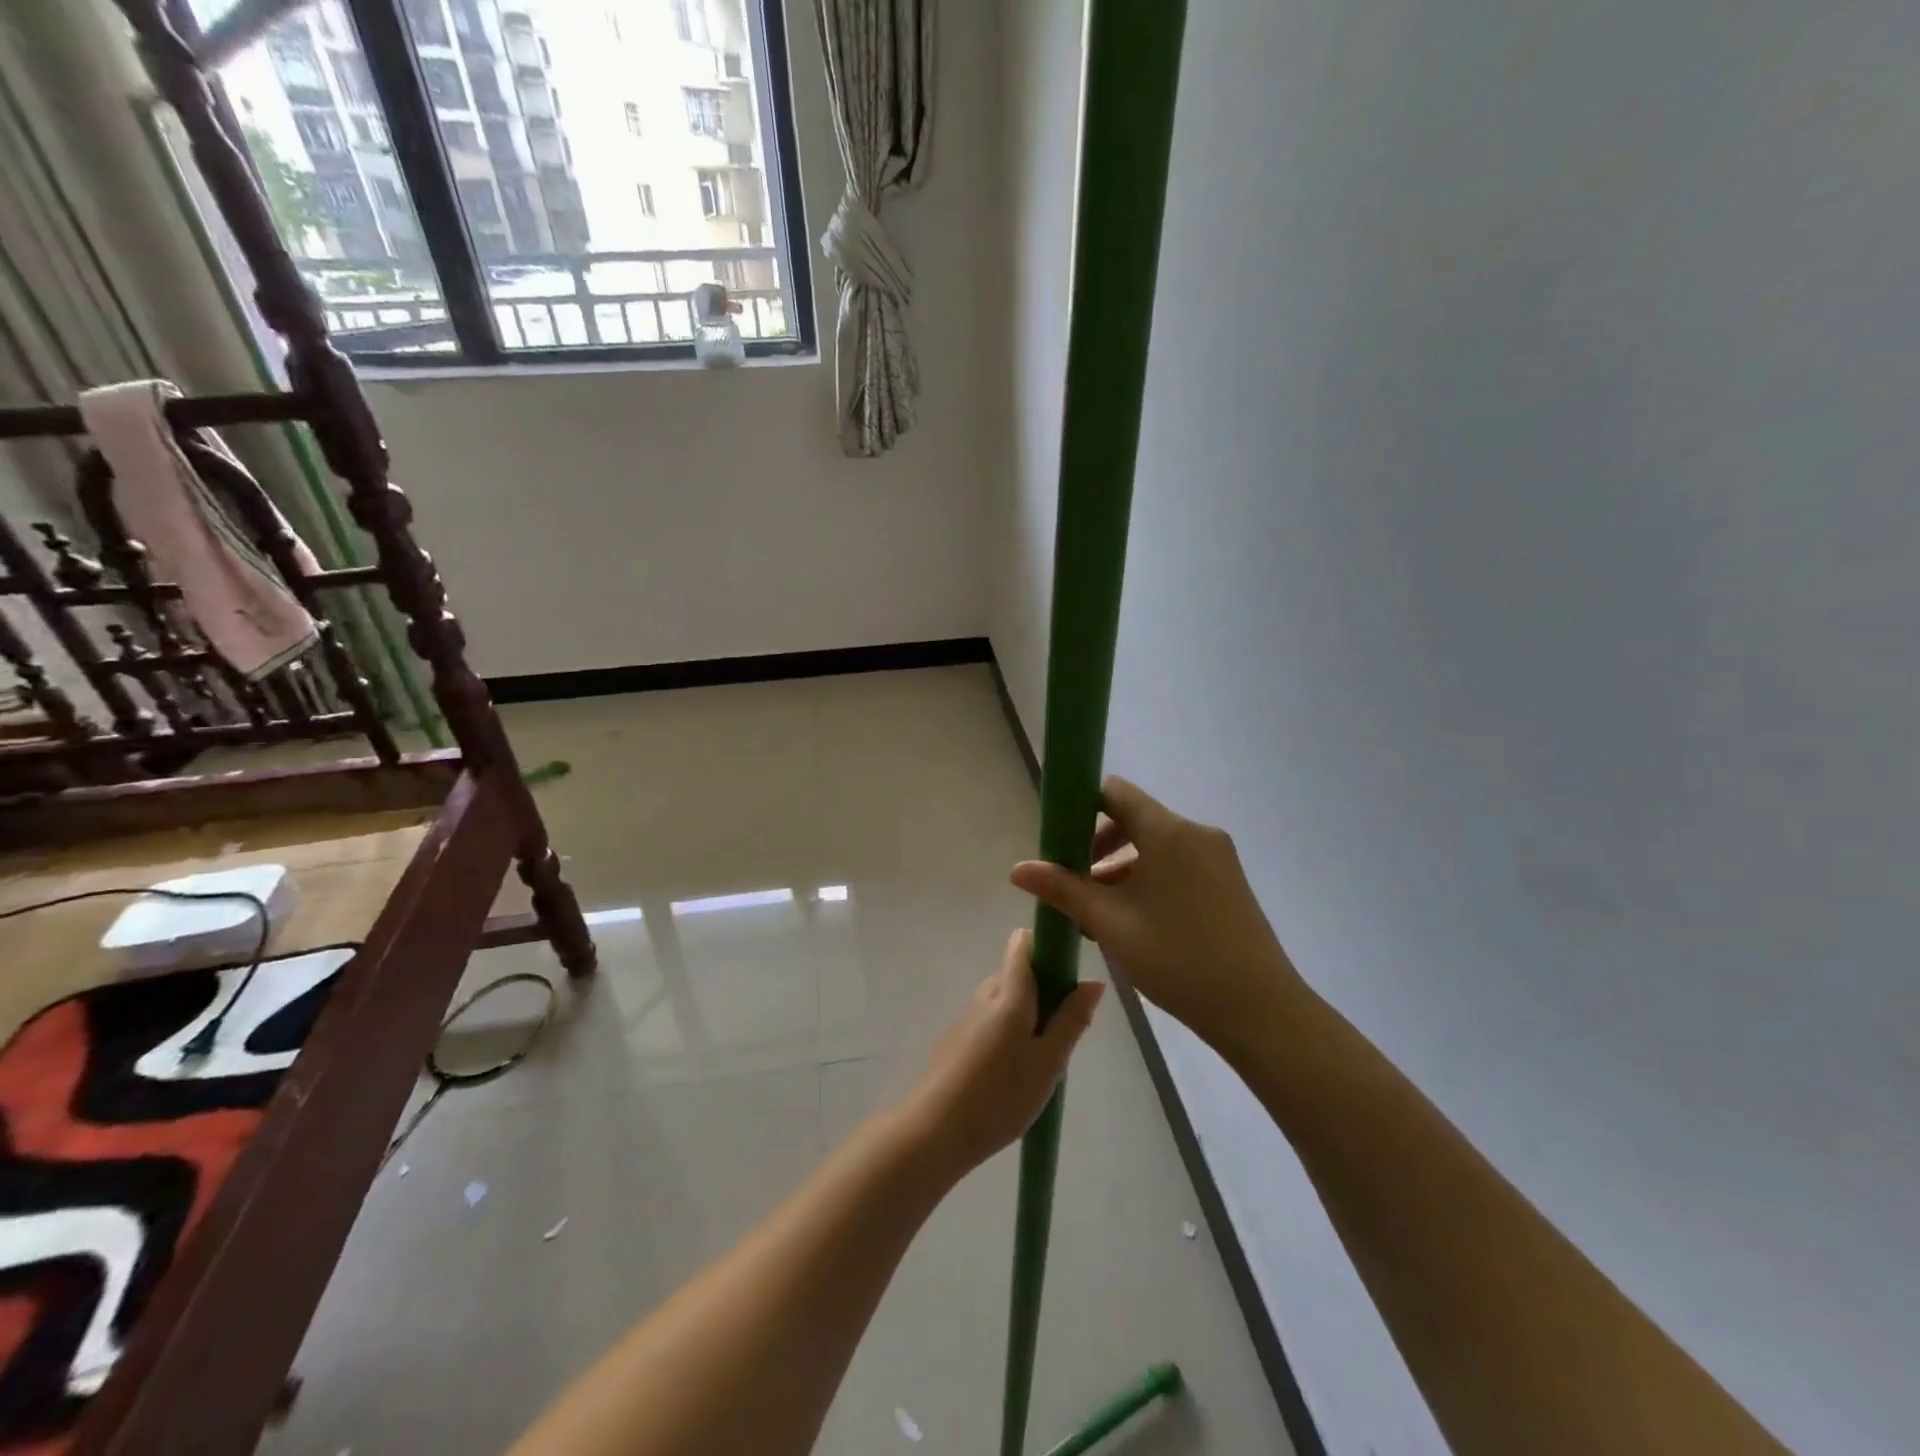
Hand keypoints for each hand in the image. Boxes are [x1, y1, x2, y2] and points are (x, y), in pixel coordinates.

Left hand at [902, 929, 1103, 1174]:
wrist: (934, 1131)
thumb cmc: (1000, 1095)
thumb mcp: (1048, 1062)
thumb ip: (1072, 1019)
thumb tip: (1093, 980)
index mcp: (1009, 992)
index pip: (1024, 943)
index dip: (1048, 948)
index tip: (1069, 977)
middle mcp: (985, 994)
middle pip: (1018, 974)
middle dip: (1045, 993)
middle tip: (1062, 1036)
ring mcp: (967, 1016)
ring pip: (1005, 1001)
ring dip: (1027, 1018)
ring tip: (1040, 1063)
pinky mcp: (956, 1039)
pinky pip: (991, 1022)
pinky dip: (1008, 1035)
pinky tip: (1013, 1076)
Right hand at [1010, 777, 1303, 1053]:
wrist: (1260, 1010)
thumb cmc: (1178, 959)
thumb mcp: (1110, 923)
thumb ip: (1062, 889)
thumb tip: (1017, 869)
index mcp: (1168, 831)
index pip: (1114, 792)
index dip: (1080, 807)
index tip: (1060, 842)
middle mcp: (1196, 833)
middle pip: (1133, 819)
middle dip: (1097, 847)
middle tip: (1075, 886)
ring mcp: (1217, 857)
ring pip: (1154, 846)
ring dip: (1121, 870)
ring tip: (1098, 916)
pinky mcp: (1228, 881)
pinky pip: (1177, 864)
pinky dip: (1149, 880)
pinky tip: (1134, 924)